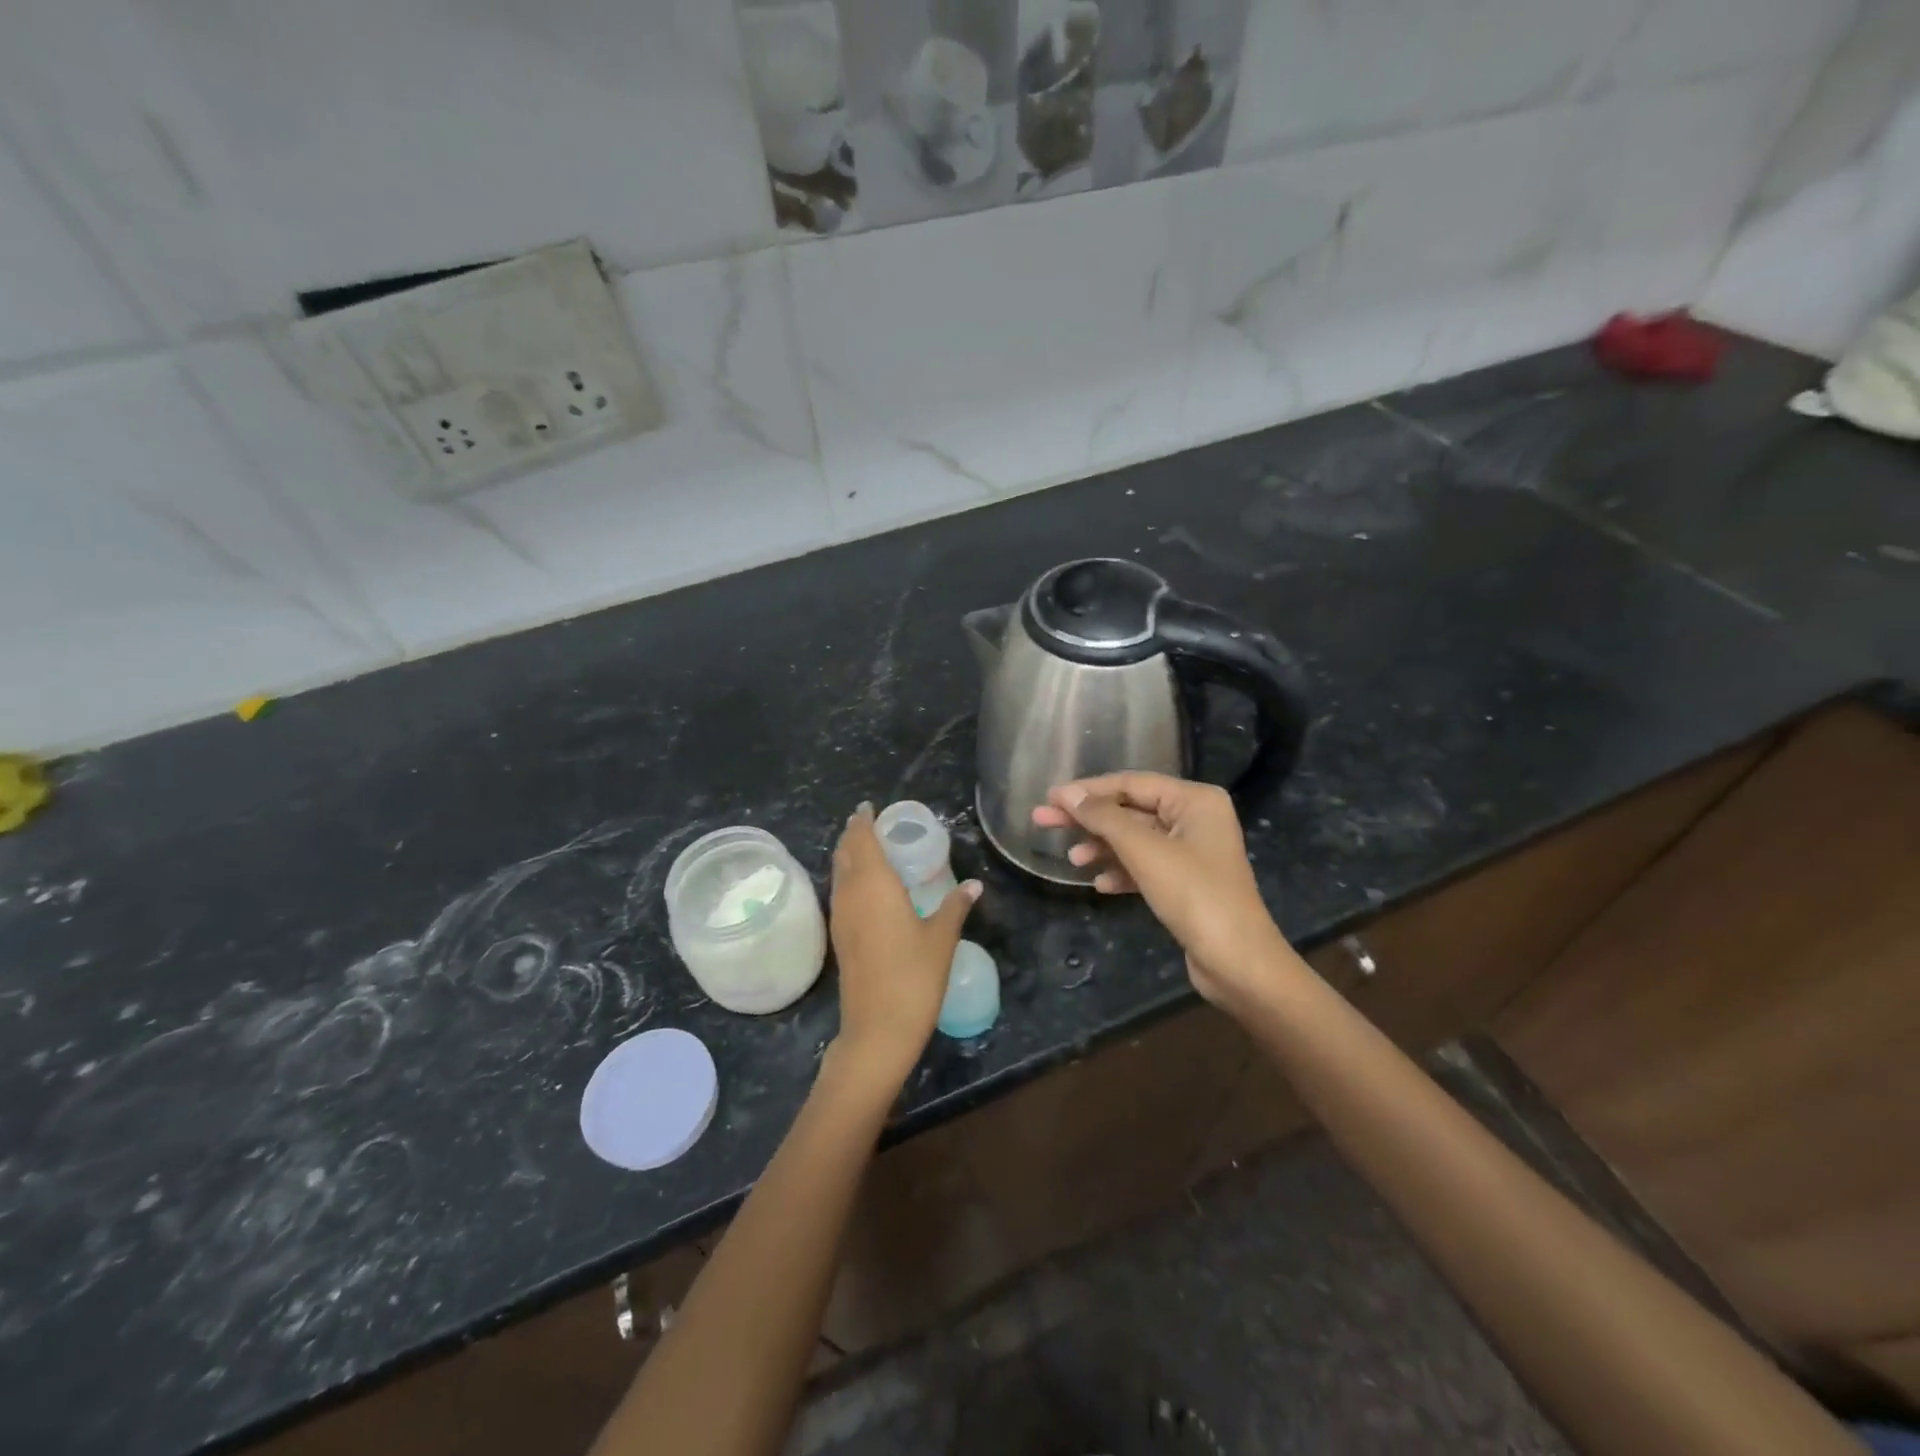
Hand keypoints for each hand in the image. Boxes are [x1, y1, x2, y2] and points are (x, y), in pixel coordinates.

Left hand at [828, 804, 979, 1090]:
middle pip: (845, 853)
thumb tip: (974, 885)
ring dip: (849, 856)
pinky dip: (849, 878)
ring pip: (839, 874)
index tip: (870, 807)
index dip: (863, 820)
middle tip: (872, 823)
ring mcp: (840, 917)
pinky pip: (840, 893)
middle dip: (854, 834)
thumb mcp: (942, 938)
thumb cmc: (914, 976)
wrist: (878, 1028)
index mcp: (874, 884)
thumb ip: (955, 906)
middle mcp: (850, 894)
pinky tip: (866, 888)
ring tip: (869, 848)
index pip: (862, 839)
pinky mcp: (839, 937)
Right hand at [1033, 773, 1290, 1010]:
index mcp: (1195, 800)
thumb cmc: (1194, 895)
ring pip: (1135, 840)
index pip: (1131, 783)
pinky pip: (1145, 866)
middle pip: (1130, 810)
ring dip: (1102, 847)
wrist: (1238, 963)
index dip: (1087, 790)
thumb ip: (1104, 818)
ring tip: (1071, 860)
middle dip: (1088, 819)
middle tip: (1042, 821)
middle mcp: (1196, 819)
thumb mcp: (1144, 851)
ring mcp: (1192, 852)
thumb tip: (1068, 793)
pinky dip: (1121, 871)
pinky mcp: (1186, 883)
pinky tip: (1099, 884)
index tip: (1049, 797)